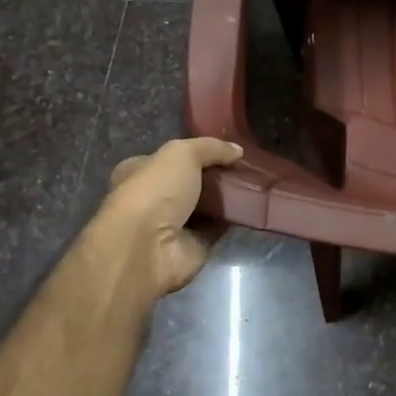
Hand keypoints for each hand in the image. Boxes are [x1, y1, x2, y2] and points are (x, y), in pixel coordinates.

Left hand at [94, 137, 242, 299]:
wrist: (149, 248)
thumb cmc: (154, 192)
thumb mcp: (181, 154)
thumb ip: (210, 147)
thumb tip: (237, 150)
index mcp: (139, 172)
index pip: (170, 158)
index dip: (197, 152)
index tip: (227, 149)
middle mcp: (154, 198)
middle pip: (192, 182)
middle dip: (217, 175)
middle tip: (247, 166)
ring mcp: (173, 224)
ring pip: (208, 205)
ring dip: (228, 196)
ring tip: (257, 183)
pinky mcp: (194, 245)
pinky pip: (219, 227)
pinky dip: (234, 218)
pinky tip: (254, 206)